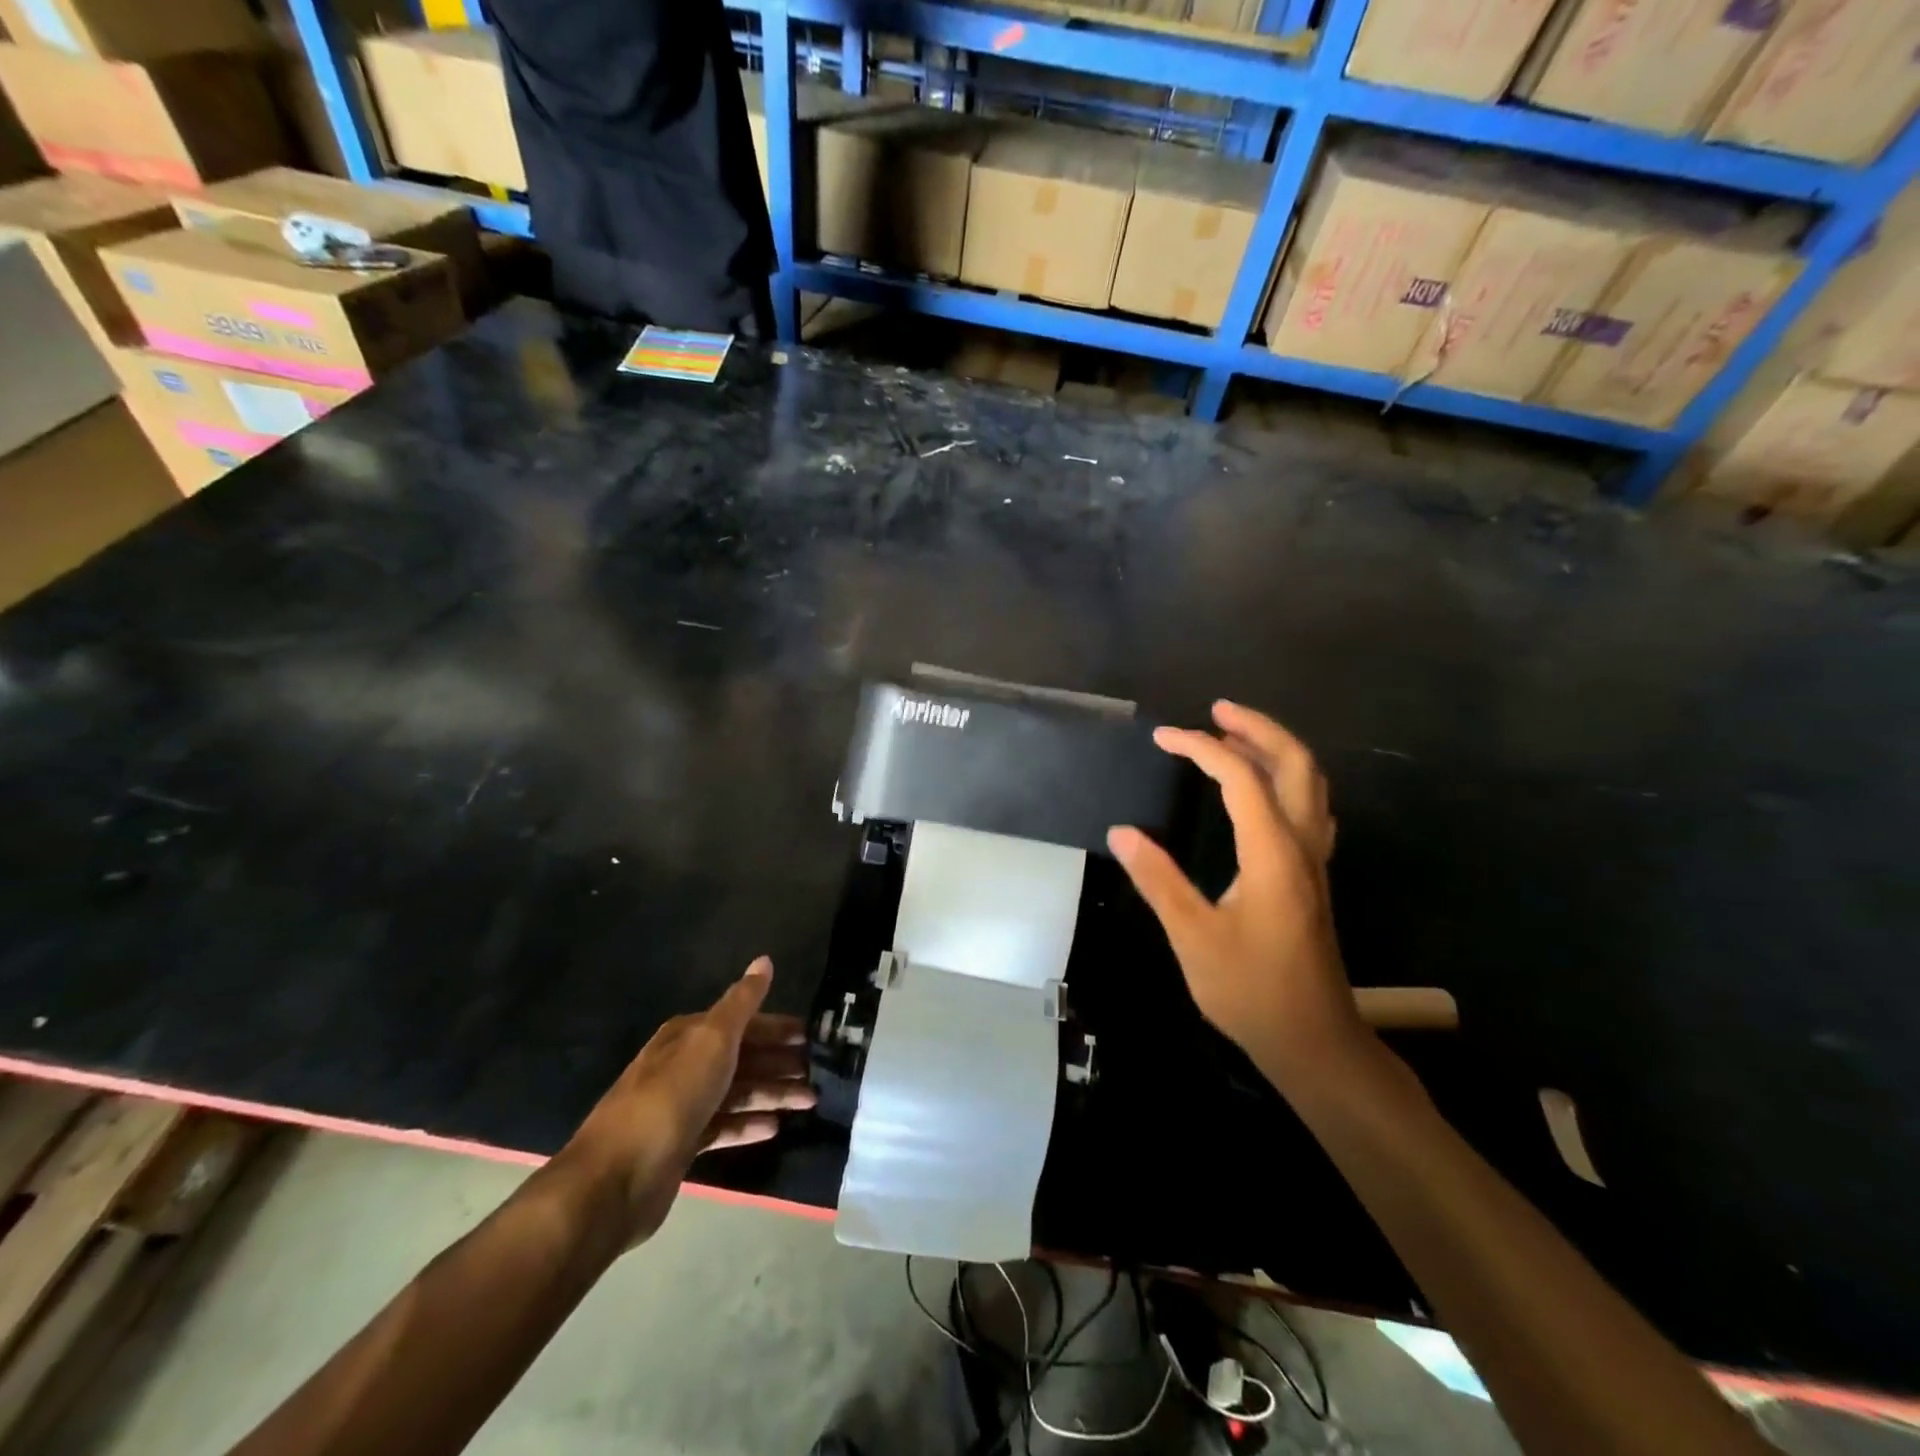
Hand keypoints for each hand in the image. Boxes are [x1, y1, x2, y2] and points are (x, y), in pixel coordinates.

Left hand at [557, 958, 816, 1249]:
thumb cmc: (672, 1095)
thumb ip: (742, 1002)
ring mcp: (682, 1106)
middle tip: (819, 1073)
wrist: (617, 1177)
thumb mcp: (713, 1039)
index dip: (778, 1028)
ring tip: (810, 1101)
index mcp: (689, 1035)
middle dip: (780, 1063)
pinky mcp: (682, 1145)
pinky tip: (775, 1127)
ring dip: (773, 1094)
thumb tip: (764, 960)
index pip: (744, 1023)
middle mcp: (685, 1065)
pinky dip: (749, 1124)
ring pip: (737, 1092)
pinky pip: (724, 1126)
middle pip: (743, 1058)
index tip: (812, 1037)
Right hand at [1108, 701, 1365, 1090]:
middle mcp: (1302, 846)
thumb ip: (1158, 880)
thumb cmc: (1250, 991)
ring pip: (1310, 783)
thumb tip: (1121, 833)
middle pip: (1295, 763)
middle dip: (1257, 727)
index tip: (1163, 737)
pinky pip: (1309, 807)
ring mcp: (1314, 861)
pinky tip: (1261, 788)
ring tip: (1233, 734)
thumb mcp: (1193, 937)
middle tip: (1215, 710)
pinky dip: (1286, 778)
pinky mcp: (1313, 877)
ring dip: (1274, 749)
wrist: (1313, 1041)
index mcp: (1272, 854)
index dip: (1201, 747)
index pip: (1240, 778)